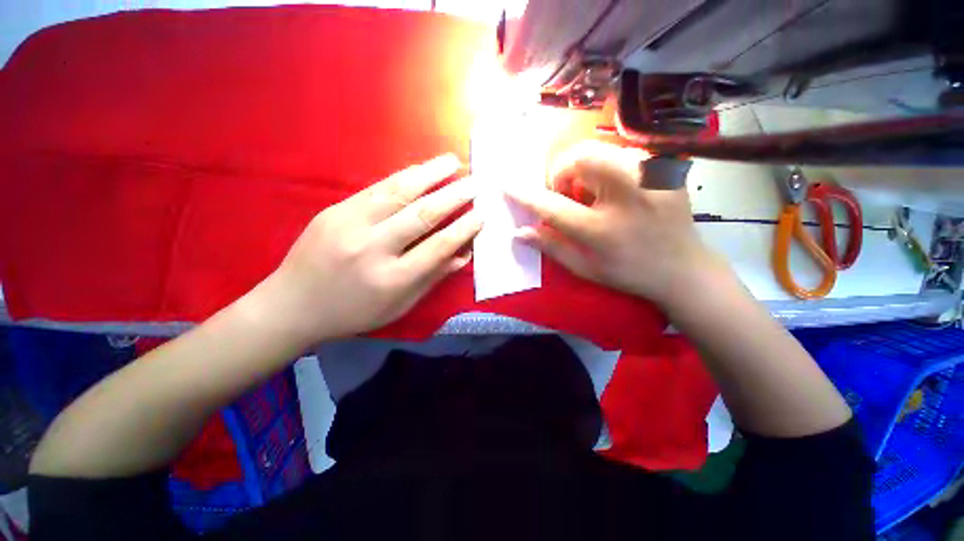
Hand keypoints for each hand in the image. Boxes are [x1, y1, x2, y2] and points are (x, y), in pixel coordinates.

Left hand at [258, 154, 480, 344]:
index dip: (463, 229)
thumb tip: (462, 254)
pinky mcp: (335, 210)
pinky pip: (376, 188)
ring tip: (453, 161)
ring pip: (398, 192)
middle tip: (475, 183)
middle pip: (422, 215)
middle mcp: (373, 248)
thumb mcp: (399, 305)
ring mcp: (350, 224)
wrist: (292, 305)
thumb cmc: (353, 312)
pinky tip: (421, 169)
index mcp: (392, 279)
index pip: (438, 247)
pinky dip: (404, 176)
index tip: (481, 215)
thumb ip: (432, 278)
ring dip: (430, 174)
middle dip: (454, 196)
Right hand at [506, 141, 725, 306]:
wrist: (683, 268)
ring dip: (582, 169)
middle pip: (578, 159)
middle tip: (566, 196)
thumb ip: (551, 247)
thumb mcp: (584, 267)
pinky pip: (618, 153)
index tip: (507, 185)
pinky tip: (611, 190)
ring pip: (598, 150)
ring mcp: (650, 175)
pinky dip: (603, 167)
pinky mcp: (663, 166)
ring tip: (589, 194)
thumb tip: (519, 232)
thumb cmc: (628, 272)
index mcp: (603, 230)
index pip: (553, 206)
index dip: (527, 195)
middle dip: (562, 174)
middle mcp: (627, 195)